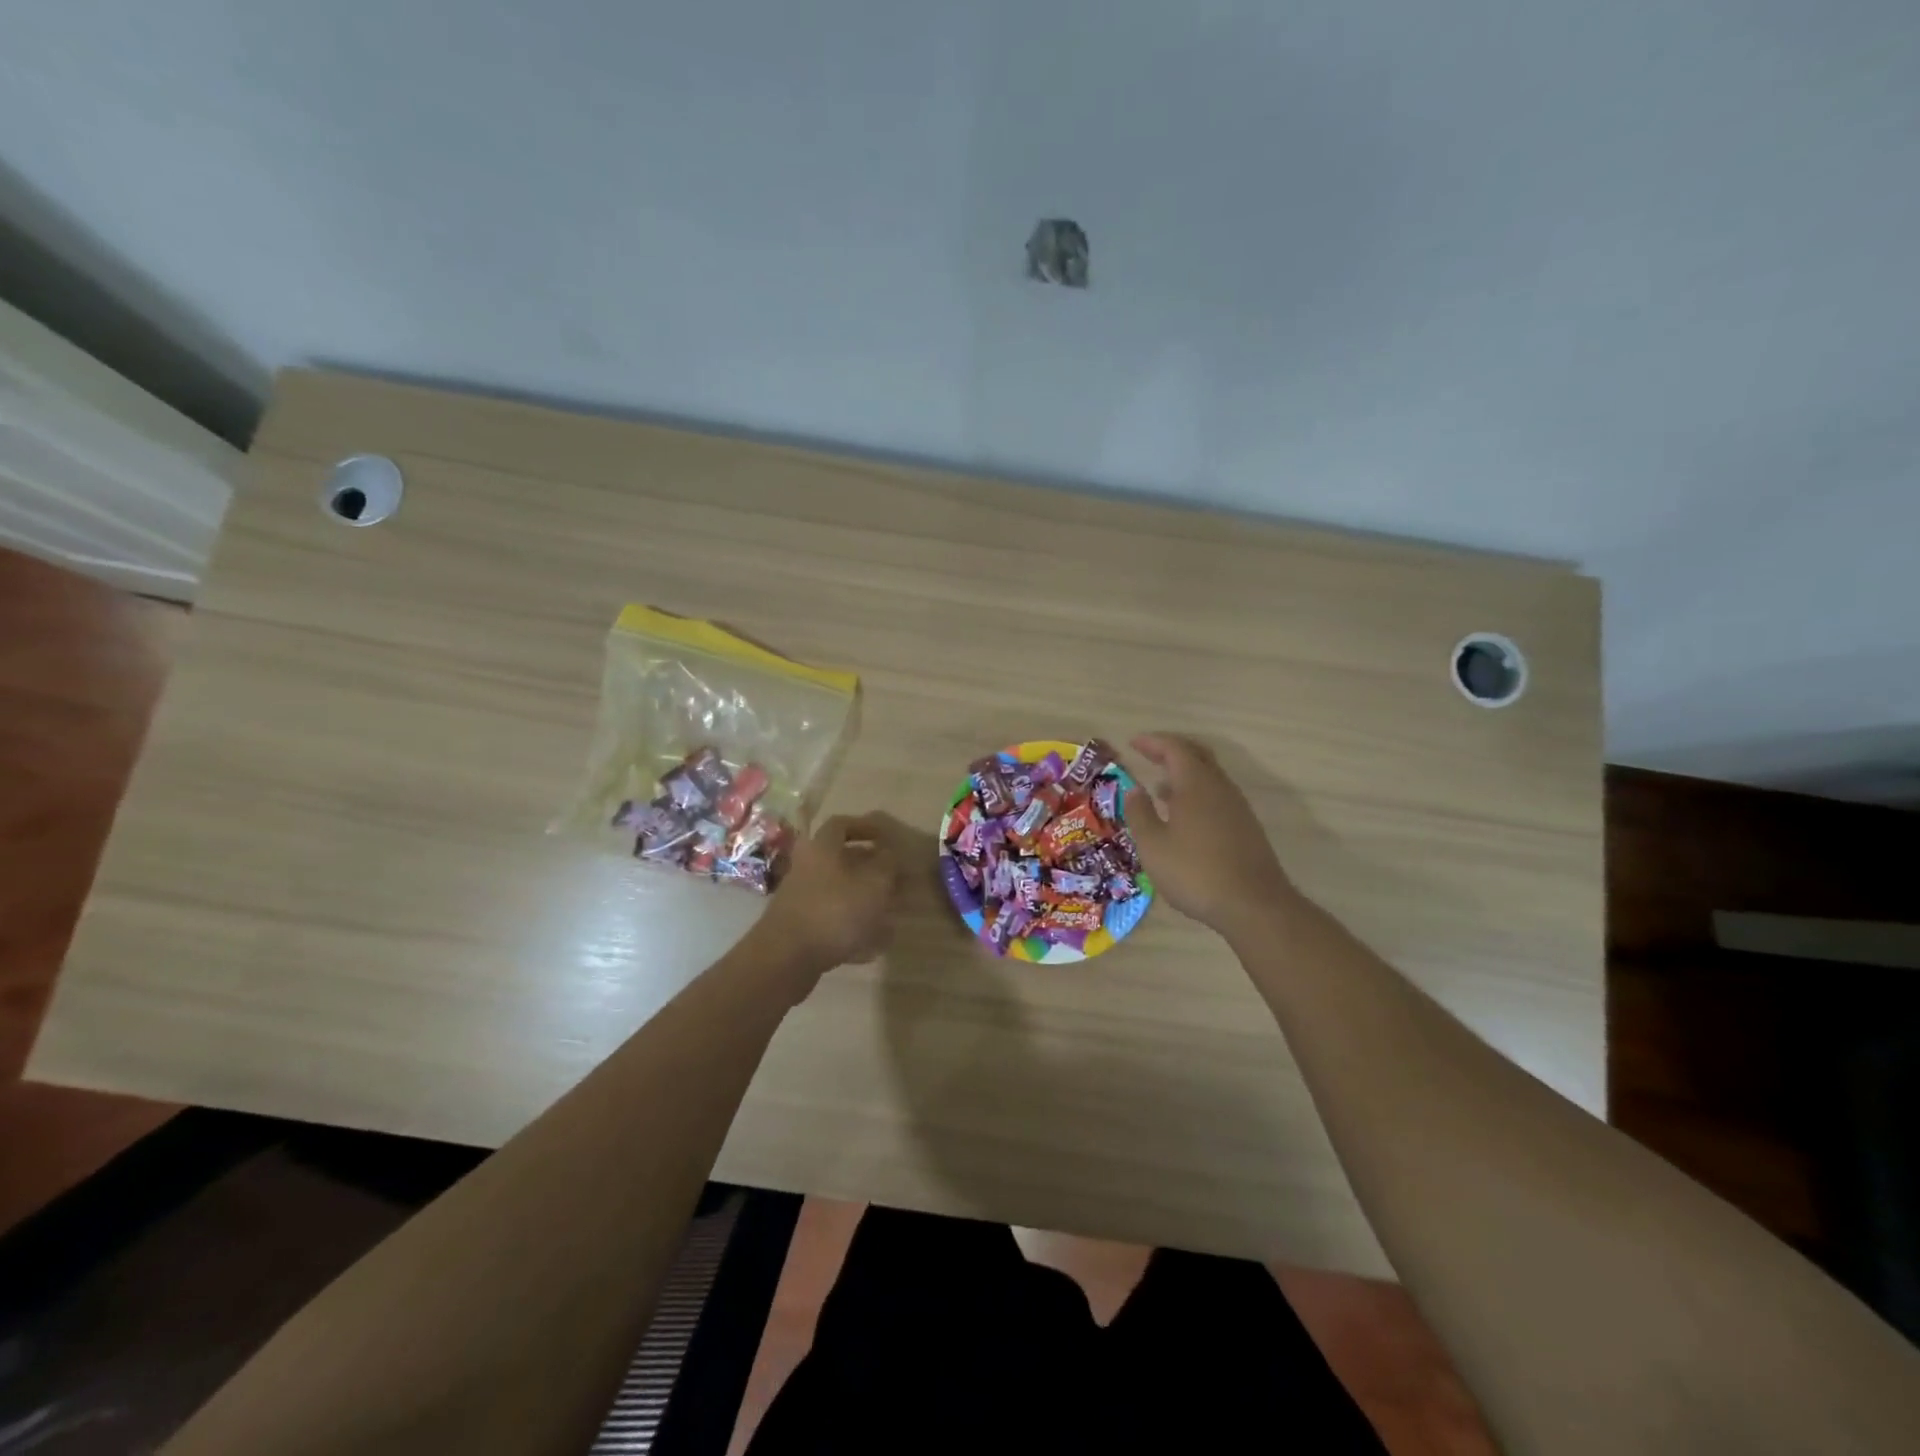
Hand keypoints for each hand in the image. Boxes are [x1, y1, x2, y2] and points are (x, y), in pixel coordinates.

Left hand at [760, 814, 898, 972]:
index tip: (887, 838)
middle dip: (869, 868)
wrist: (786, 958)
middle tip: (894, 877)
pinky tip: (873, 944)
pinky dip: (852, 926)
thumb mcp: (874, 884)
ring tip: (890, 912)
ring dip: (863, 898)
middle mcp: (807, 868)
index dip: (866, 827)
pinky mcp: (799, 927)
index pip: (842, 825)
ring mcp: (800, 898)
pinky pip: (831, 919)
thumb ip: (887, 865)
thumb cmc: (835, 911)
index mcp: (822, 848)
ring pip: (838, 891)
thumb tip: (889, 854)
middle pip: (840, 860)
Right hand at [1121, 733, 1297, 937]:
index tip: (1133, 743)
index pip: (1174, 749)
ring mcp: (1237, 807)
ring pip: (1209, 777)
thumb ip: (1140, 814)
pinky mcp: (1245, 827)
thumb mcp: (1153, 845)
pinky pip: (1216, 796)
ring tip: (1160, 787)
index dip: (1153, 742)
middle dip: (1171, 751)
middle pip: (1197, 756)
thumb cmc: (1195, 872)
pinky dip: (1196, 794)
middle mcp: (1220, 788)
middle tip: (1148, 754)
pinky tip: (1183, 817)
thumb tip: (1135, 790)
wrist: (1253, 905)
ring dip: (1184, 775)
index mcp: (1196, 784)